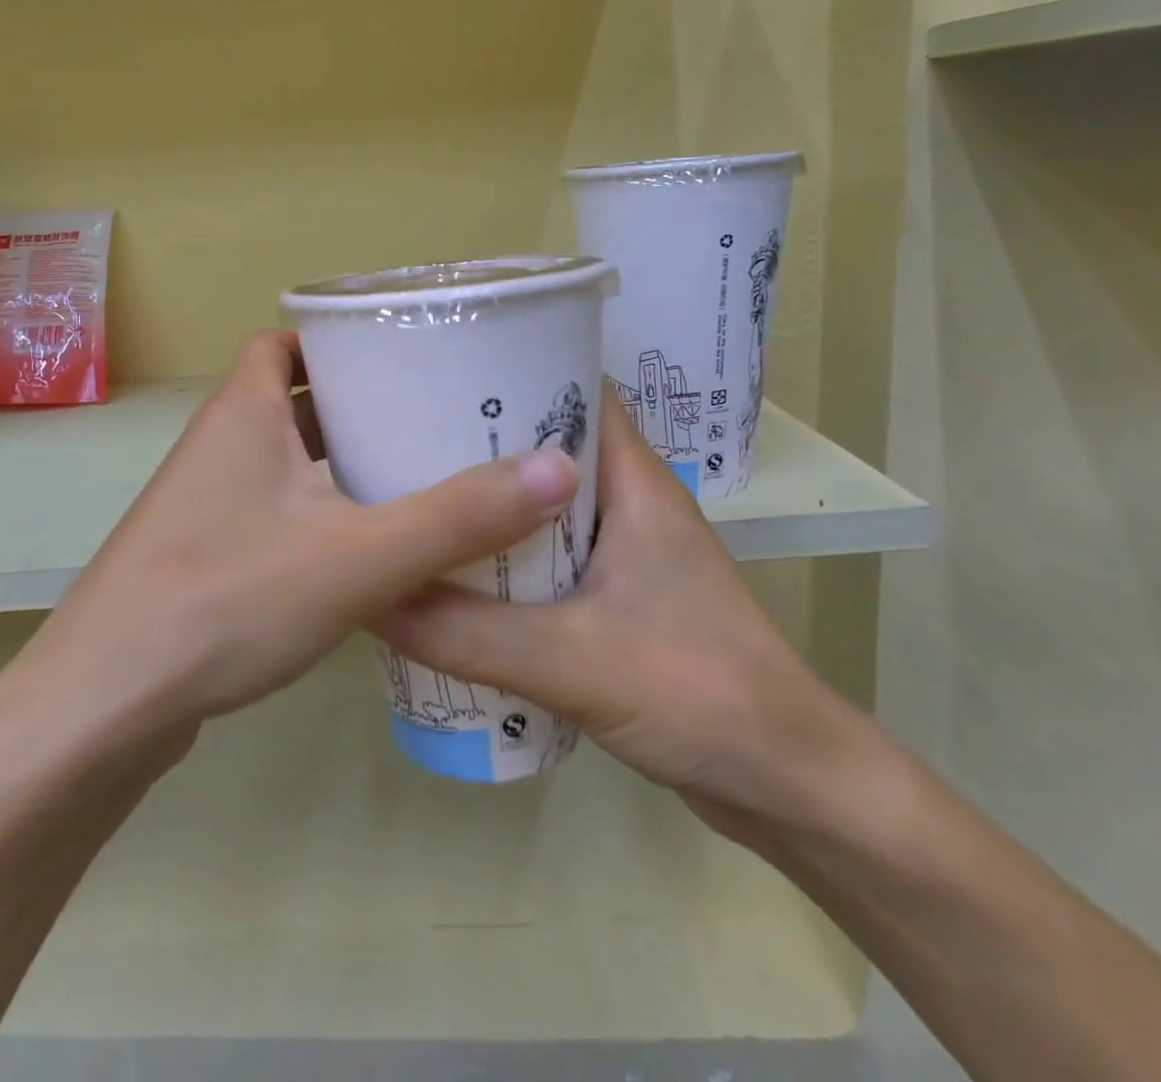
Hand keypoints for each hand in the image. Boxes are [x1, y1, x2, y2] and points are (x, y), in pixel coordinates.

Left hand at [0, 330, 580, 766]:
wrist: (103, 706)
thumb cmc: (226, 600)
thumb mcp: (358, 556)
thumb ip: (458, 517)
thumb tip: (558, 469)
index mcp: (242, 412)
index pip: (286, 343)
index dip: (337, 341)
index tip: (401, 357)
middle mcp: (217, 445)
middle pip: (292, 399)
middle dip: (357, 404)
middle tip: (429, 417)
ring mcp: (203, 504)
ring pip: (284, 460)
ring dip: (339, 464)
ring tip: (415, 476)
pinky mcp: (202, 556)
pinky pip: (272, 511)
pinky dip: (317, 514)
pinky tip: (366, 551)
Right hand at [378, 393, 865, 837]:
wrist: (788, 786)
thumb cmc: (700, 692)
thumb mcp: (572, 660)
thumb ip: (467, 633)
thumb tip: (373, 597)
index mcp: (635, 482)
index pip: (576, 391)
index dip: (514, 373)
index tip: (440, 377)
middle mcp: (630, 505)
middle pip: (547, 450)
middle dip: (482, 445)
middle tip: (403, 444)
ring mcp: (625, 556)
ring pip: (542, 510)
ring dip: (489, 511)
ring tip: (415, 505)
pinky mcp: (616, 603)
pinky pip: (547, 562)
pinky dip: (504, 563)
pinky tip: (453, 579)